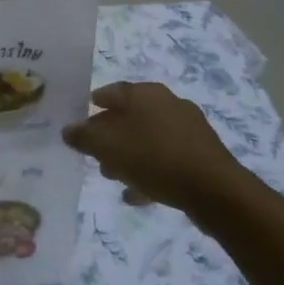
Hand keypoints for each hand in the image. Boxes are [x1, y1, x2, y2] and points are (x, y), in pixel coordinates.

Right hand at [62, 81, 258, 222]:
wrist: (215, 191)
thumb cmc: (154, 157)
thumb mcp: (107, 147)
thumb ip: (83, 137)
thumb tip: (68, 130)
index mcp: (146, 94)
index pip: (112, 91)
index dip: (94, 104)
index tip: (81, 118)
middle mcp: (168, 104)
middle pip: (131, 116)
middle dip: (110, 135)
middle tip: (94, 153)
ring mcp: (189, 130)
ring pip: (148, 139)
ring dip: (129, 155)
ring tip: (113, 176)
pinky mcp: (202, 155)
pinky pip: (167, 159)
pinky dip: (150, 171)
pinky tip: (137, 193)